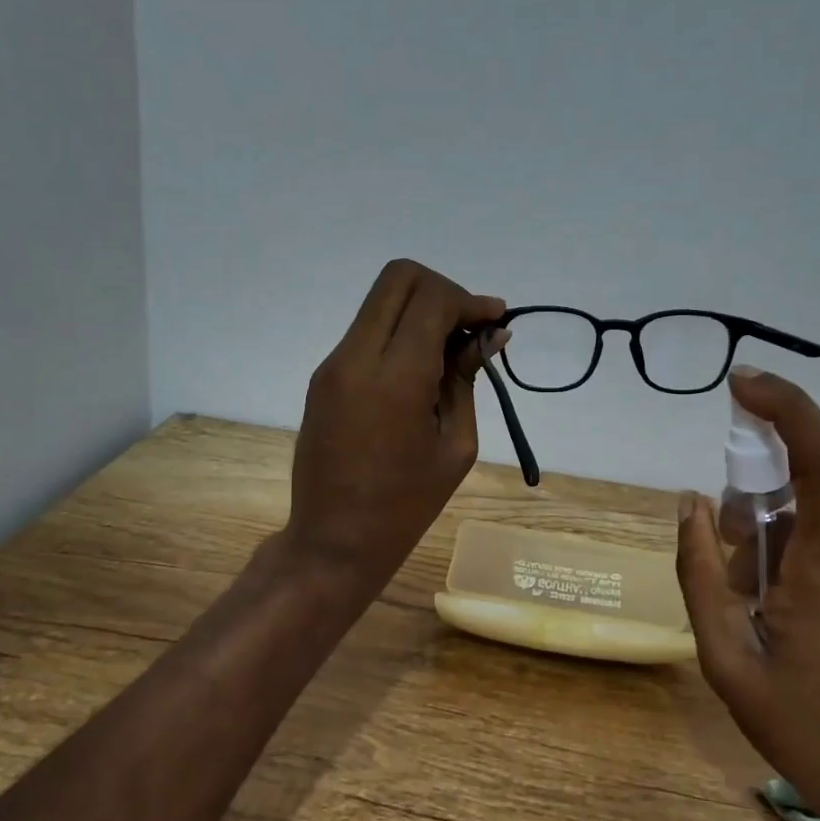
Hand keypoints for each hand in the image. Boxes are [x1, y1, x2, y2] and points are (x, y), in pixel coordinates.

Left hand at [284, 259, 506, 594]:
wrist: (333, 541)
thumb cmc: (406, 505)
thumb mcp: (456, 444)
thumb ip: (468, 378)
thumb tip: (491, 335)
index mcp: (394, 378)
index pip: (432, 299)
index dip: (470, 300)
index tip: (496, 321)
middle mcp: (355, 357)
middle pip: (399, 278)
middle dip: (443, 291)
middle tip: (469, 328)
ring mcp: (333, 364)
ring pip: (381, 301)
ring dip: (421, 310)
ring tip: (451, 352)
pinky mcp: (324, 376)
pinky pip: (367, 330)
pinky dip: (400, 331)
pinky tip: (422, 368)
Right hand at [676, 368, 819, 820]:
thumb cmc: (802, 726)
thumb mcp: (725, 657)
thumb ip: (698, 574)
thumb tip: (688, 504)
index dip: (786, 406)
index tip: (738, 383)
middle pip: (807, 481)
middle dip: (753, 498)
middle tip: (724, 557)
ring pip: (814, 511)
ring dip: (768, 533)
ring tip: (748, 599)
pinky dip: (790, 548)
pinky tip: (775, 604)